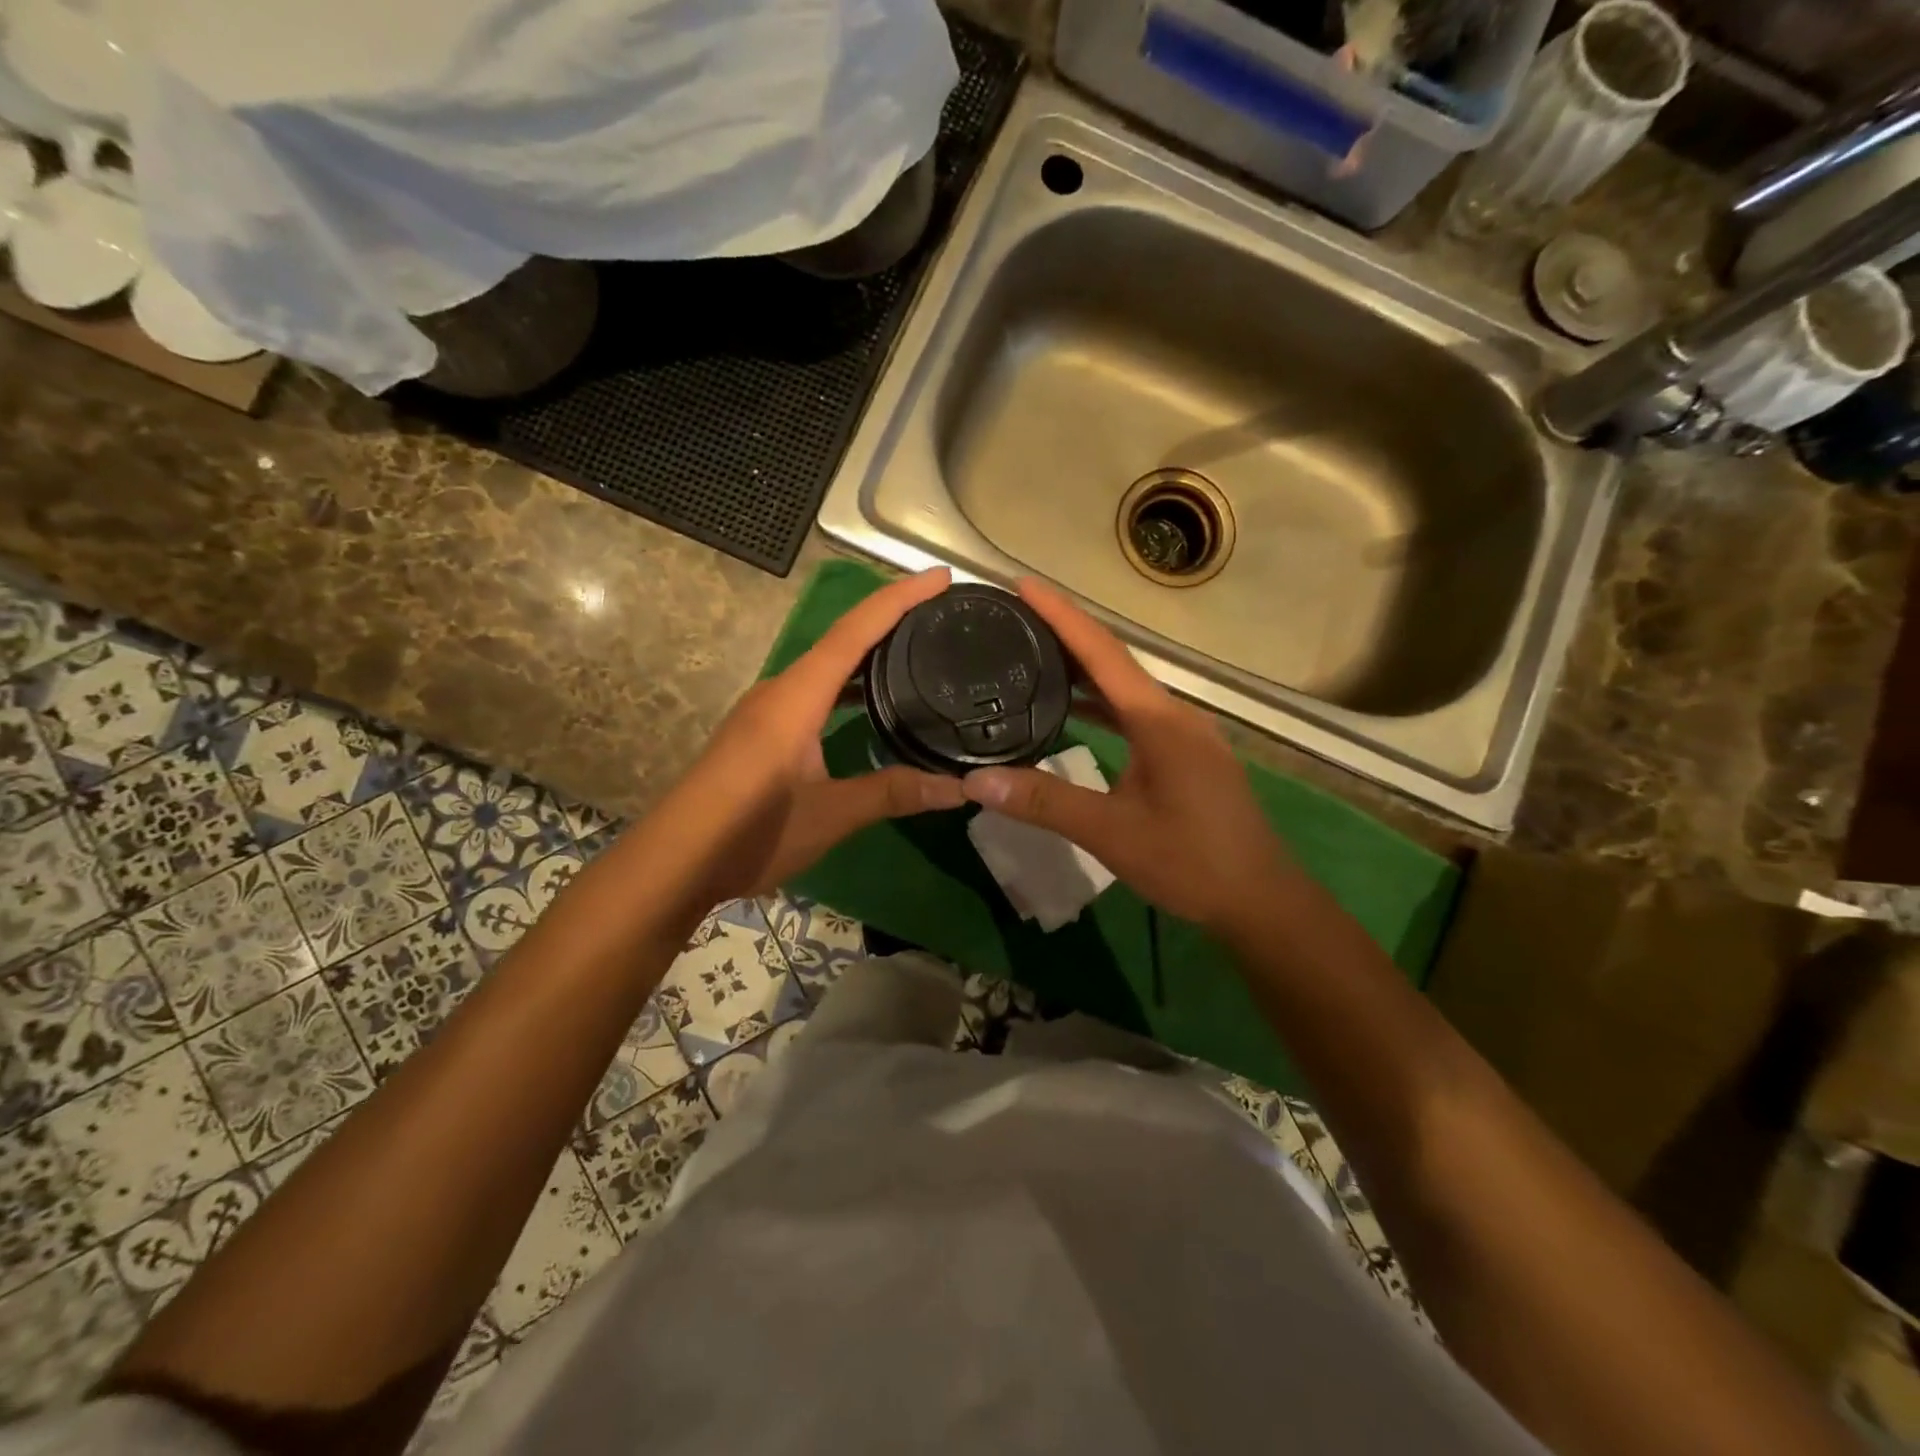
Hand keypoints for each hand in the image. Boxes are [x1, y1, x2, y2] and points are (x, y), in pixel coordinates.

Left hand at [661, 568, 966, 904]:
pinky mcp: (759, 733)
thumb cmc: (752, 830)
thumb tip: (962, 789)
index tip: (940, 578)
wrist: (675, 861)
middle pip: (840, 639)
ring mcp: (765, 712)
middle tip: (937, 613)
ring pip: (824, 667)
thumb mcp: (832, 814)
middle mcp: (780, 691)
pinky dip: (845, 686)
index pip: (855, 632)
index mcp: (797, 697)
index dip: (899, 599)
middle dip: (888, 618)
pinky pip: (812, 692)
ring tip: (912, 651)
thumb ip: (894, 793)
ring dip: (866, 653)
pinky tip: (866, 705)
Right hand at [961, 577, 1300, 939]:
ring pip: (1125, 688)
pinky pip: (1134, 713)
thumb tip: (977, 780)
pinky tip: (1072, 711)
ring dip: (1081, 670)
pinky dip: (1100, 704)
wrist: (1258, 899)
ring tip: (1033, 655)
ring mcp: (1183, 733)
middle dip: (1065, 635)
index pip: (1102, 652)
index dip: (1061, 616)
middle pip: (1113, 661)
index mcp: (1158, 720)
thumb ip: (1045, 803)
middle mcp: (1173, 714)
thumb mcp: (1111, 833)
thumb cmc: (1191, 861)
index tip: (1021, 586)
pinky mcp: (1184, 754)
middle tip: (1015, 618)